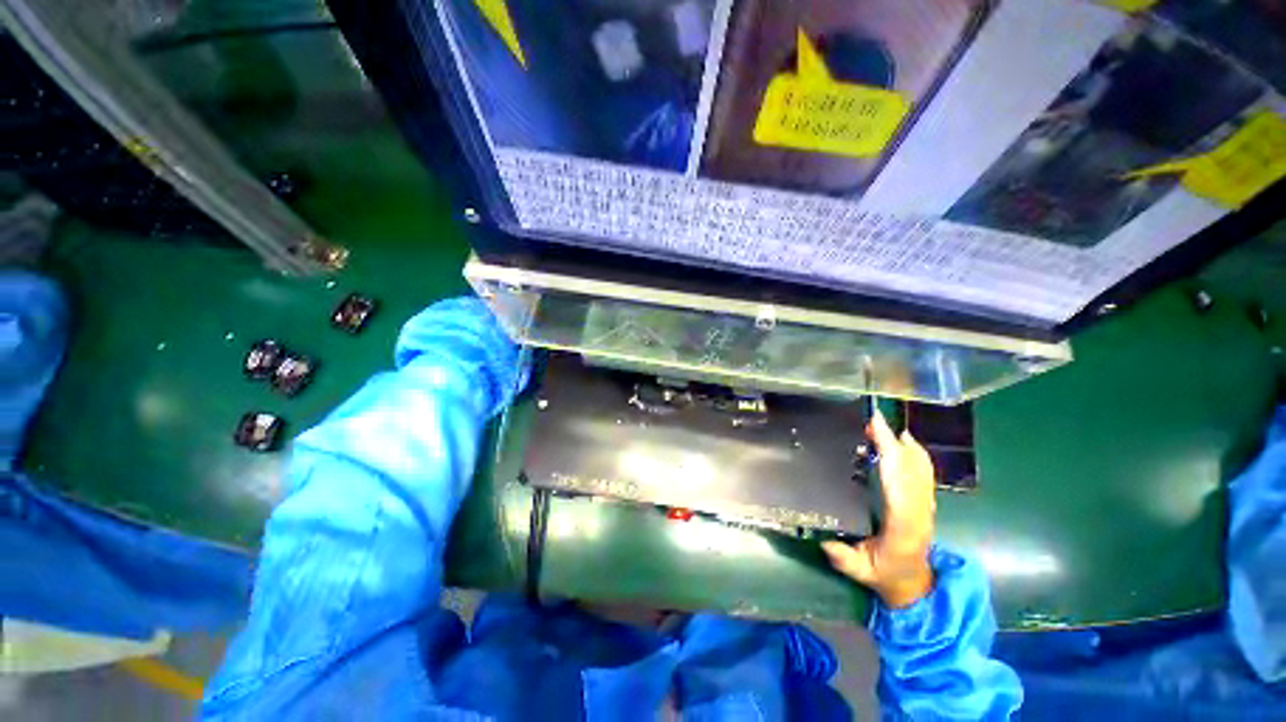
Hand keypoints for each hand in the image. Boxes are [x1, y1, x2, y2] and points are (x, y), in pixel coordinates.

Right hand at [822, 408, 935, 607]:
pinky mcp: (926, 502)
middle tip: (871, 420)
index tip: (877, 433)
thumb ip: (843, 558)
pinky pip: (924, 473)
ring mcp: (926, 506)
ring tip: (883, 426)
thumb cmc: (885, 575)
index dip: (890, 457)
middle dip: (893, 442)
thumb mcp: (860, 572)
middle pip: (911, 470)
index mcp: (903, 526)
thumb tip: (825, 540)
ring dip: (903, 445)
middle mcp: (919, 511)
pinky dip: (915, 453)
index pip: (899, 485)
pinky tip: (904, 440)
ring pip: (920, 469)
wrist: (915, 585)